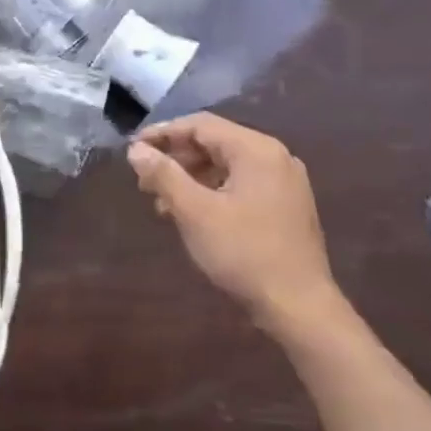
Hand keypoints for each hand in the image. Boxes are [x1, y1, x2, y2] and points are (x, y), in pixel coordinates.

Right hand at [127, 113, 344, 337]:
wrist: (298, 305)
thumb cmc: (243, 252)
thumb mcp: (194, 211)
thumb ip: (163, 174)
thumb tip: (136, 150)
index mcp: (256, 150)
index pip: (200, 125)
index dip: (162, 133)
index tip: (132, 150)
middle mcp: (275, 157)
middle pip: (215, 142)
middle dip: (175, 158)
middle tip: (144, 180)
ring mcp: (284, 182)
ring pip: (226, 165)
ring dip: (190, 177)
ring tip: (161, 201)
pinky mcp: (285, 205)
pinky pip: (240, 184)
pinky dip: (211, 191)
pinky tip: (190, 214)